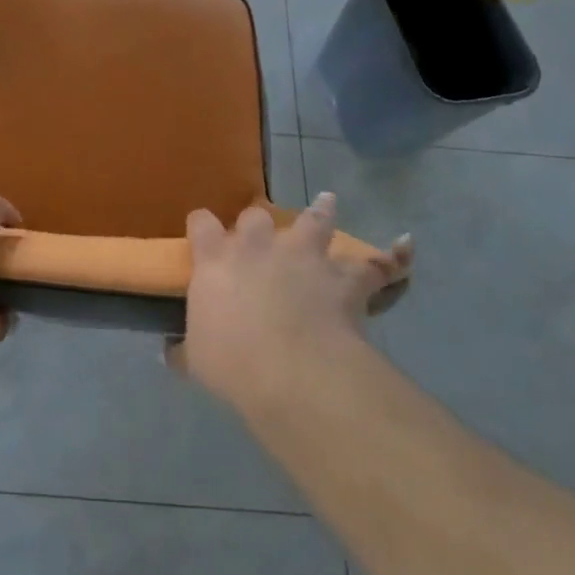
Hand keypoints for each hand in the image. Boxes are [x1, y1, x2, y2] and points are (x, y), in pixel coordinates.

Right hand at [167, 194, 412, 412]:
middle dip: (258, 223)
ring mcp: (302, 257)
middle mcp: (257, 247)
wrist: (291, 371)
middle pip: (256, 216)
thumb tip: (170, 353)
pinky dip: (390, 259)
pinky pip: (374, 263)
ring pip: (313, 222)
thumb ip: (184, 350)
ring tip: (327, 202)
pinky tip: (404, 249)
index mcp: (216, 260)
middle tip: (262, 235)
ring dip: (320, 213)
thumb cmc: (232, 362)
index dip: (203, 226)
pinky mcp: (342, 277)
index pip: (201, 224)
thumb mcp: (196, 359)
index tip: (203, 232)